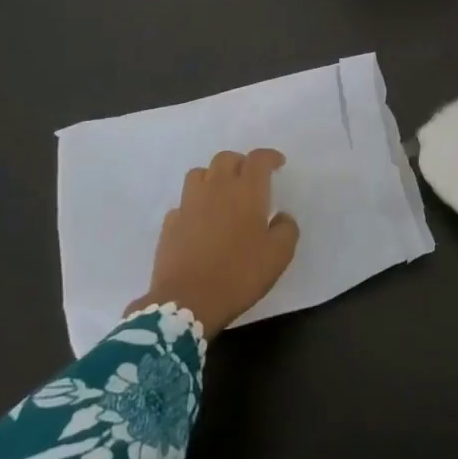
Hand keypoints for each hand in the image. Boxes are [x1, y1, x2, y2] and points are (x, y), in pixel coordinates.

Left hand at [126, 149, 299, 337]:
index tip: (278, 163)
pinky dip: (194, 204)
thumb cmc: (239, 275)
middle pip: (226, 159)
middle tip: (250, 179)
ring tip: (222, 193)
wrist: (187, 301)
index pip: (258, 159)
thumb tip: (282, 216)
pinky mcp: (170, 223)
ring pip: (200, 173)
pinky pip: (184, 202)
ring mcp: (189, 204)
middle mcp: (216, 188)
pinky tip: (200, 220)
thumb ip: (287, 230)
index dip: (269, 157)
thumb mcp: (278, 256)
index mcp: (246, 192)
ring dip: (214, 177)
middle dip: (241, 163)